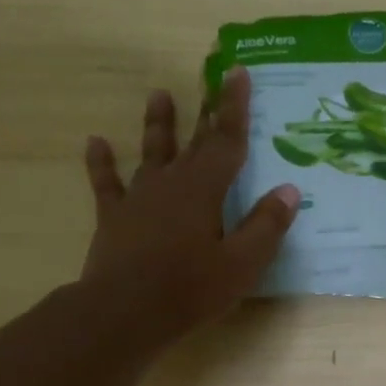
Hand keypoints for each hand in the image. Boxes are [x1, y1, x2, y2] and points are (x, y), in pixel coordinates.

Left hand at [79, 68, 298, 354]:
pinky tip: (95, 142)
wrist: (125, 312)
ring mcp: (139, 197)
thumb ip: (266, 225)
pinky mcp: (114, 217)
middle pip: (194, 141)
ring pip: (151, 152)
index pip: (227, 140)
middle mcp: (171, 182)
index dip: (234, 107)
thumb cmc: (190, 289)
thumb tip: (290, 190)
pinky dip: (101, 163)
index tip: (237, 72)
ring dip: (157, 124)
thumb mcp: (242, 264)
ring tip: (159, 94)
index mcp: (205, 189)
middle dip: (206, 110)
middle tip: (210, 78)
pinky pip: (107, 183)